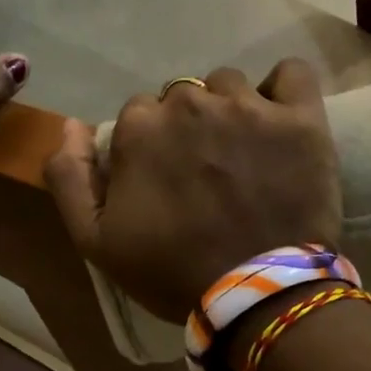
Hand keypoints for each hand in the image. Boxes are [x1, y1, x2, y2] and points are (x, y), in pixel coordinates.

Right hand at [45, 61, 342, 322]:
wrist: (257, 296)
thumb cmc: (172, 271)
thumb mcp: (96, 241)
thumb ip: (70, 177)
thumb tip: (71, 125)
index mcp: (141, 128)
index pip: (139, 114)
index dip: (150, 145)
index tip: (166, 178)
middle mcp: (191, 103)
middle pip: (184, 96)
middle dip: (188, 126)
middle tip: (206, 171)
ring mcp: (249, 107)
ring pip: (230, 86)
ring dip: (231, 109)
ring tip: (244, 151)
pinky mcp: (300, 118)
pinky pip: (292, 74)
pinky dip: (284, 88)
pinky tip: (280, 116)